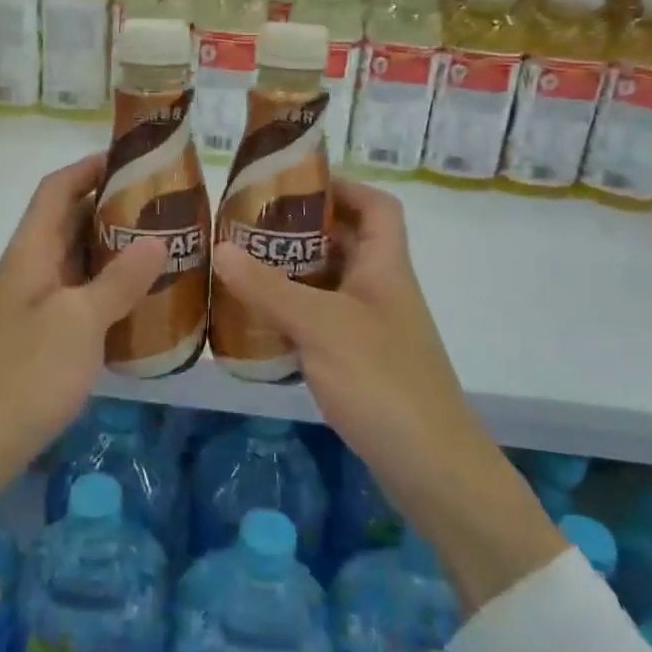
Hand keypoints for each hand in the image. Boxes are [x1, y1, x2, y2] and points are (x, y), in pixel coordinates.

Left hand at [0, 155, 166, 563]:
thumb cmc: (23, 375)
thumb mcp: (79, 323)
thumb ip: (119, 279)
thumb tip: (158, 239)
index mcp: (30, 251)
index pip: (57, 188)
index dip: (90, 166)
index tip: (134, 158)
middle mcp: (29, 269)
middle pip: (68, 221)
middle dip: (112, 206)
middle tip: (165, 204)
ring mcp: (32, 306)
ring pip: (76, 261)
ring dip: (113, 249)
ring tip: (165, 246)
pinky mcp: (39, 339)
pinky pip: (79, 297)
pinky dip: (108, 289)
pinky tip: (142, 302)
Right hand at [212, 177, 565, 611]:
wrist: (432, 468)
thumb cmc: (382, 380)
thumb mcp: (321, 326)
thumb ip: (269, 288)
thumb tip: (219, 247)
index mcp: (385, 266)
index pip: (377, 206)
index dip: (343, 187)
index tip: (294, 184)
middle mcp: (382, 290)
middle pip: (347, 242)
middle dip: (301, 230)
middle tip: (249, 227)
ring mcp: (373, 328)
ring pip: (330, 285)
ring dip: (292, 274)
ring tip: (242, 268)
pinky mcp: (360, 363)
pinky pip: (322, 323)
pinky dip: (293, 316)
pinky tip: (257, 324)